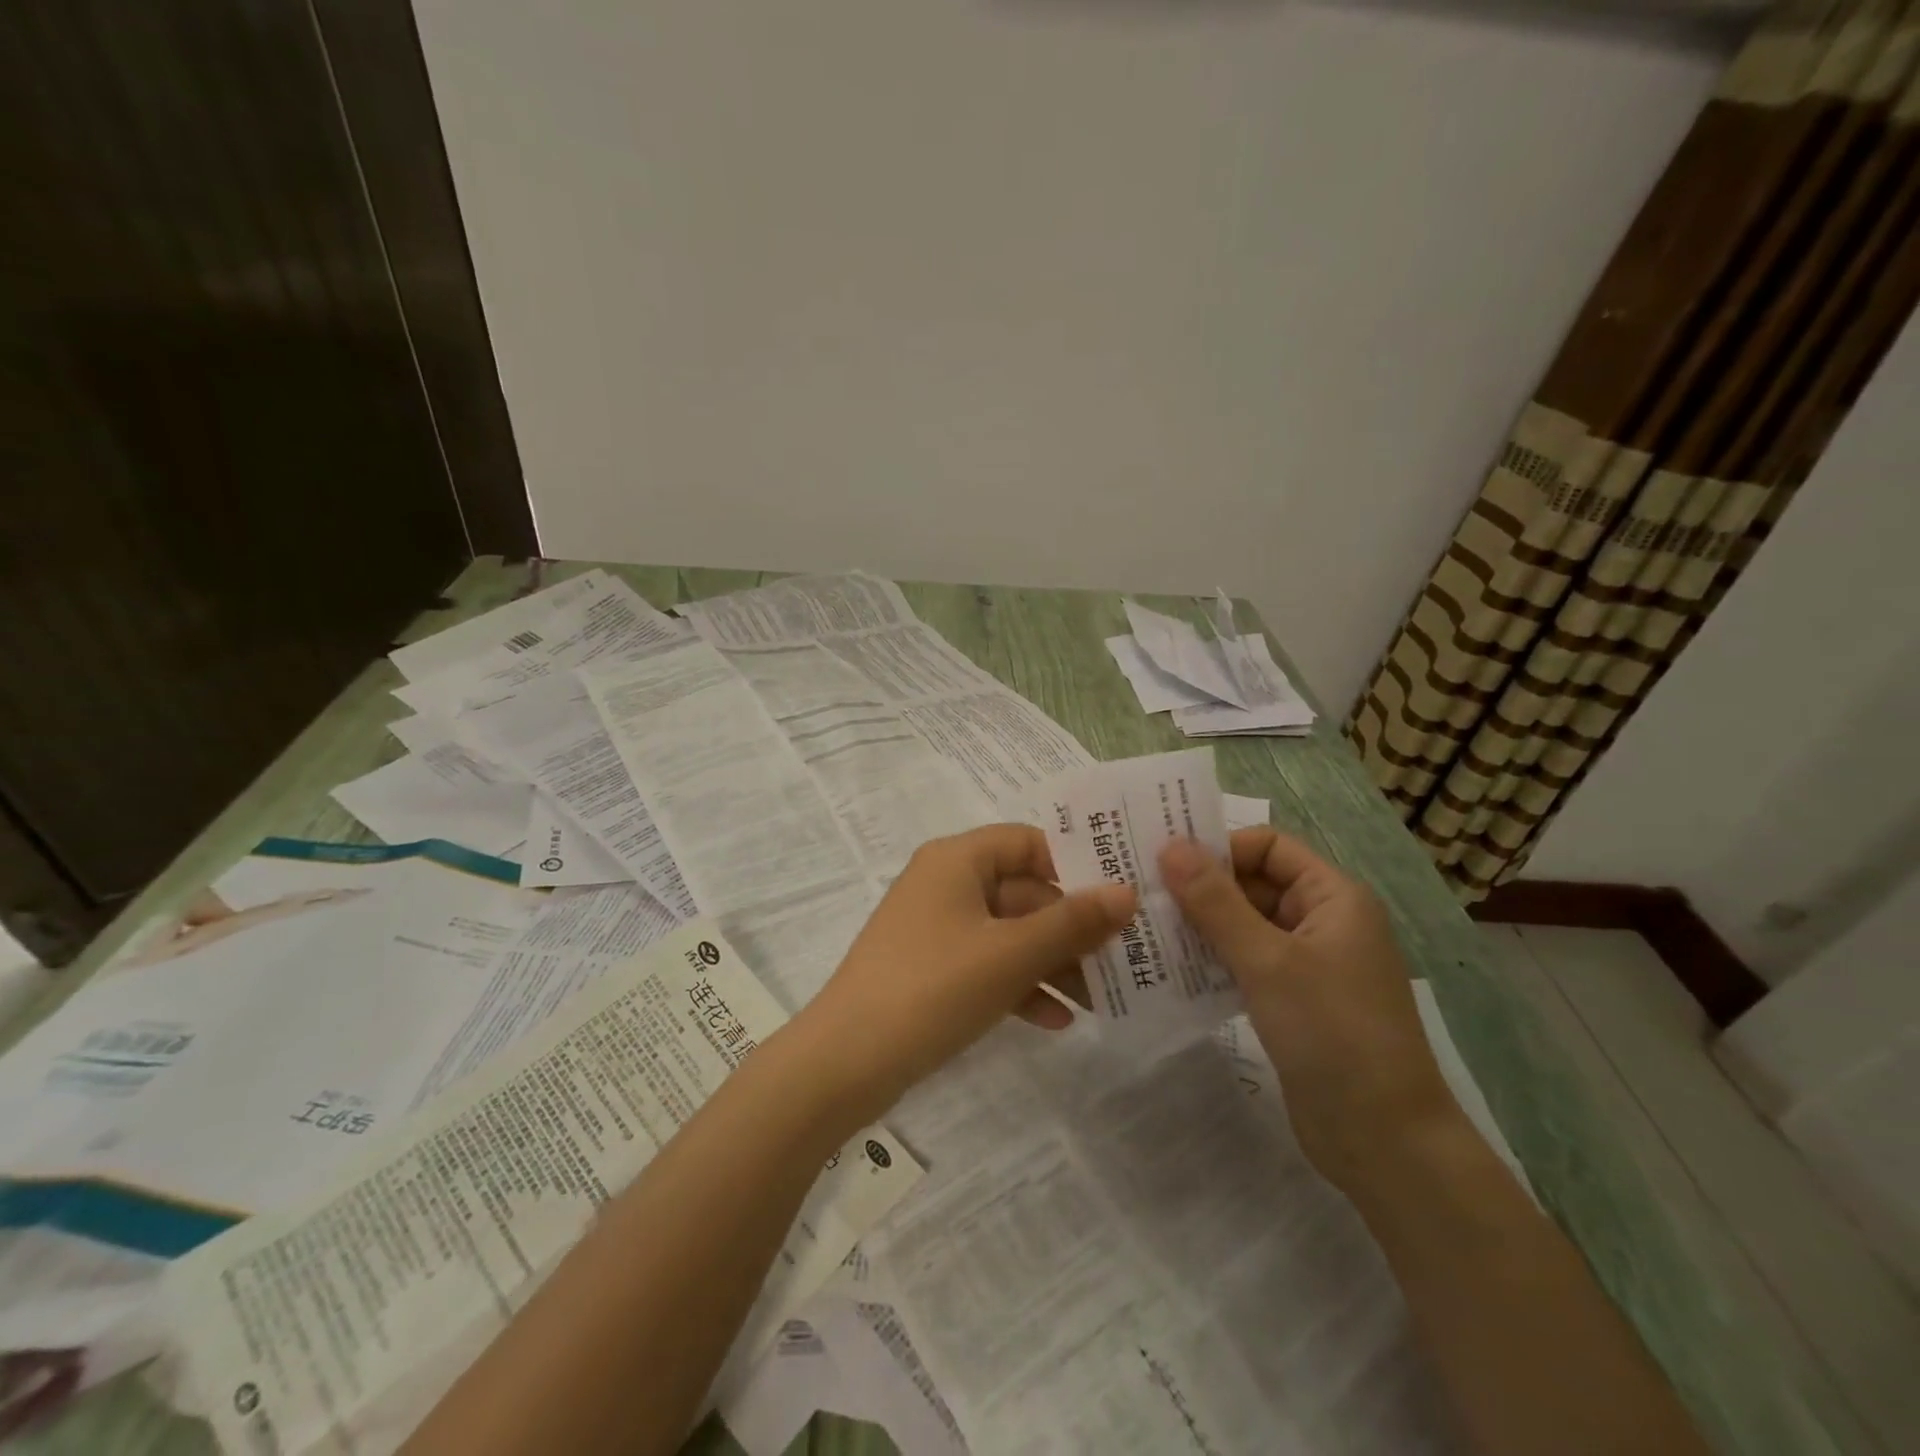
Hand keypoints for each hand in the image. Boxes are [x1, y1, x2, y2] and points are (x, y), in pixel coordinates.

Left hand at [796, 825, 1136, 1124]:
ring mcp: (936, 930)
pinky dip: (1021, 986)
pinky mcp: (931, 970)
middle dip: (1071, 928)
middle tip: (1123, 958)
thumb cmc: (933, 988)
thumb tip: (1128, 892)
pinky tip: (1057, 1022)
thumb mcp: (1011, 954)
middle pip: (1023, 892)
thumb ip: (1072, 923)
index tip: (1120, 897)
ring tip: (1100, 999)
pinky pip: (988, 966)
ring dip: (1052, 963)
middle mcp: (945, 884)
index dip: (1075, 864)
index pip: (1028, 841)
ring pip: (1009, 934)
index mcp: (957, 860)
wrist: (846, 1063)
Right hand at [1161, 828, 1459, 1192]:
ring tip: (1145, 929)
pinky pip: (1245, 962)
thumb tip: (1170, 846)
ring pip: (1244, 925)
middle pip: (1253, 883)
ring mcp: (1308, 964)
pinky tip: (1170, 969)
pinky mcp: (1292, 1000)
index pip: (1268, 846)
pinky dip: (1211, 960)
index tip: (1164, 864)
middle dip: (1201, 889)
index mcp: (1333, 897)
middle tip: (1141, 896)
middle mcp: (1322, 921)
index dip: (1219, 849)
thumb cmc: (1333, 1033)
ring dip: (1200, 926)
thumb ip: (1215, 902)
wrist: (1384, 1142)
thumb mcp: (1268, 960)